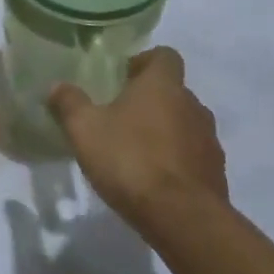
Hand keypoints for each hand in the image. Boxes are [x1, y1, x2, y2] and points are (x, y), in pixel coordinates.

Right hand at [48, 47, 227, 240]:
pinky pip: (194, 156)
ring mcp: (209, 140)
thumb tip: (57, 86)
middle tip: (121, 119)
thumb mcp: (85, 129)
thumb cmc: (130, 160)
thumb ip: (69, 103)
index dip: (144, 62)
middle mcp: (193, 104)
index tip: (122, 79)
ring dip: (165, 132)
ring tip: (137, 153)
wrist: (182, 218)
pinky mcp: (216, 172)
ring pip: (185, 124)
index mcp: (163, 85)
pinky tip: (155, 181)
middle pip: (173, 91)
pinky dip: (177, 161)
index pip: (164, 55)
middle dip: (150, 101)